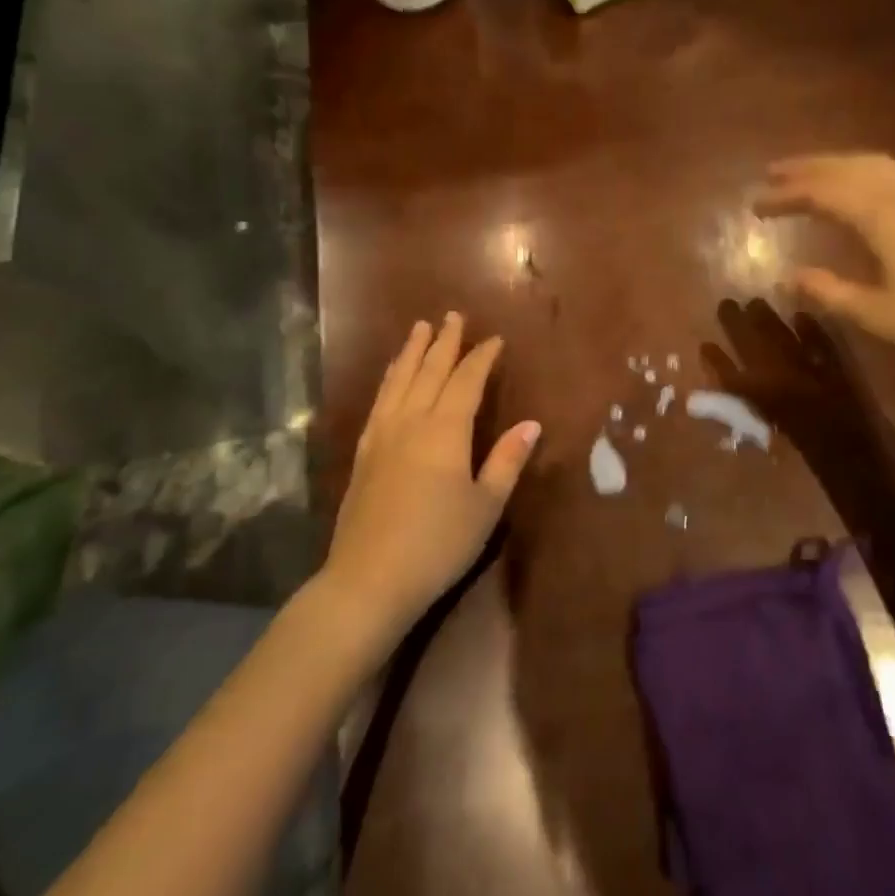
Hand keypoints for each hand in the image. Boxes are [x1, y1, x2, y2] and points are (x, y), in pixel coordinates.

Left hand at [324, 313, 540, 640]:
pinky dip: (389, 380)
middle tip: (453, 316)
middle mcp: (411, 421)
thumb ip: (506, 461)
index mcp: (446, 430)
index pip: (467, 381)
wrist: (368, 580)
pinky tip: (391, 377)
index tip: (495, 339)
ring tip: (419, 328)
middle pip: (430, 371)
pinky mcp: (363, 453)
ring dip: (412, 352)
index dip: (482, 358)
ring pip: (399, 380)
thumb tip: (531, 424)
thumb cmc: (438, 544)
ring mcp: (382, 435)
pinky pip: (379, 402)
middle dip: (445, 342)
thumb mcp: (485, 506)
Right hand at [755, 153, 894, 381]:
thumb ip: (830, 293)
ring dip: (837, 165)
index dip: (785, 196)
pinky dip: (863, 173)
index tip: (752, 204)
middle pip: (847, 168)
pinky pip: (893, 176)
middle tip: (771, 174)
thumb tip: (787, 276)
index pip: (823, 193)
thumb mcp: (879, 316)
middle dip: (807, 168)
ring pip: (874, 166)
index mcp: (884, 217)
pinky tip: (861, 191)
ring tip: (810, 175)